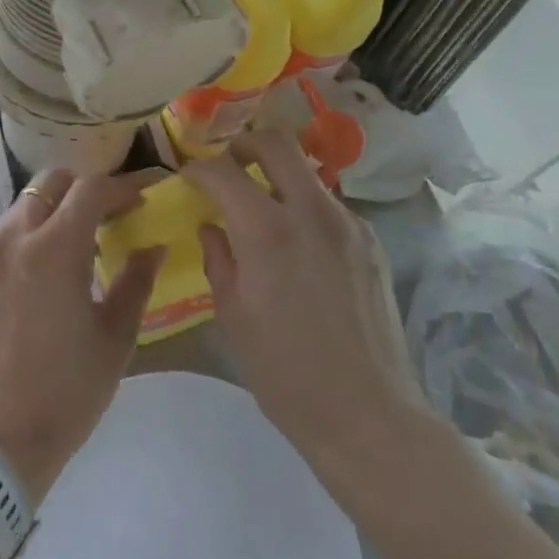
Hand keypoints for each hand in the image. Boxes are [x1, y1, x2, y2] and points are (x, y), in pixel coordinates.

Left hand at [0, 170, 161, 500]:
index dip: (121, 188)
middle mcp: (14, 236)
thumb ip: (136, 281)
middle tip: (109, 214)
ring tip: (78, 241)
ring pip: (24, 204)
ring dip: (55, 209)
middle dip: (84, 188)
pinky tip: (45, 266)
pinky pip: (5, 231)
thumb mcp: (115, 338)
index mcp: (55, 248)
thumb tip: (153, 247)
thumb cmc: (66, 390)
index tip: (140, 200)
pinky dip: (30, 231)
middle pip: (51, 182)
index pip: (90, 189)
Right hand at [186, 131, 434, 481]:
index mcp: (267, 232)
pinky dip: (304, 208)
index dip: (198, 168)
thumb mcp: (233, 316)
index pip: (222, 171)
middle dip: (244, 145)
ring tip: (262, 212)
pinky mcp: (371, 243)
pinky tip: (298, 246)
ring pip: (306, 172)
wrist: (369, 416)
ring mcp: (349, 224)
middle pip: (276, 142)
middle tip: (228, 168)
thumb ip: (218, 258)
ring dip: (277, 177)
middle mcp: (311, 213)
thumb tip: (212, 225)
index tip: (187, 178)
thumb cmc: (285, 373)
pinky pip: (329, 206)